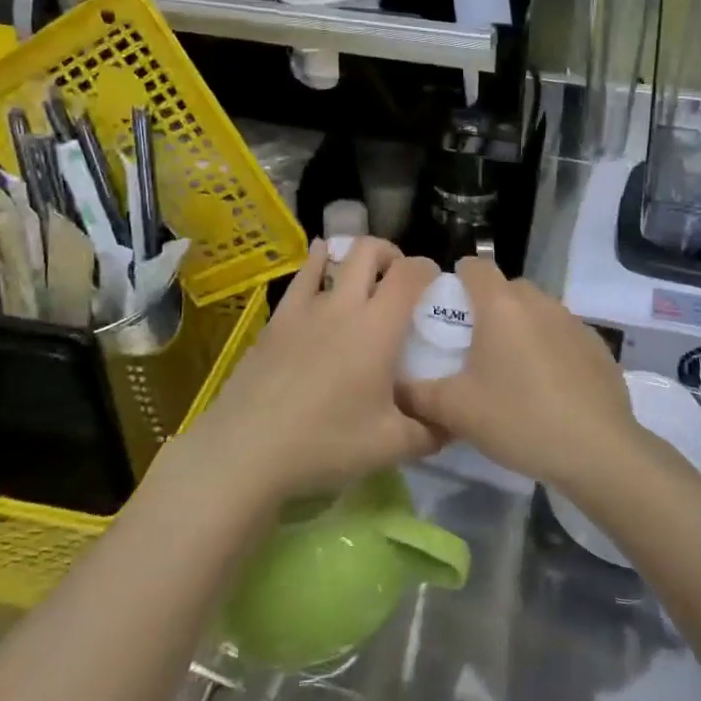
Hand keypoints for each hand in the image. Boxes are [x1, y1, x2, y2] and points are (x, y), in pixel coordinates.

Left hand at [184, 238, 442, 505]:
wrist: (247, 449)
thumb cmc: (325, 443)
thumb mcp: (390, 447)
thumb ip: (429, 432)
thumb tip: (453, 423)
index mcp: (377, 328)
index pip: (410, 274)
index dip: (428, 269)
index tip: (435, 284)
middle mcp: (343, 305)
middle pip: (370, 251)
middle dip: (391, 254)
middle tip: (399, 280)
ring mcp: (305, 308)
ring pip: (333, 257)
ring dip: (354, 257)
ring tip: (362, 274)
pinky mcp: (277, 319)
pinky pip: (301, 277)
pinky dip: (317, 264)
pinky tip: (319, 265)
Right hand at [401, 257, 639, 489]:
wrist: (598, 450)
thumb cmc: (519, 418)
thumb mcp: (456, 411)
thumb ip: (418, 396)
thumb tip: (395, 388)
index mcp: (501, 305)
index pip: (475, 266)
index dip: (457, 280)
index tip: (448, 310)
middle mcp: (539, 302)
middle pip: (507, 288)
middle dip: (489, 307)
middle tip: (475, 347)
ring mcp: (574, 322)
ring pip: (538, 311)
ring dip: (522, 328)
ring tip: (512, 370)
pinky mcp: (598, 346)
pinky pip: (563, 335)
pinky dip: (551, 348)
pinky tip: (549, 387)